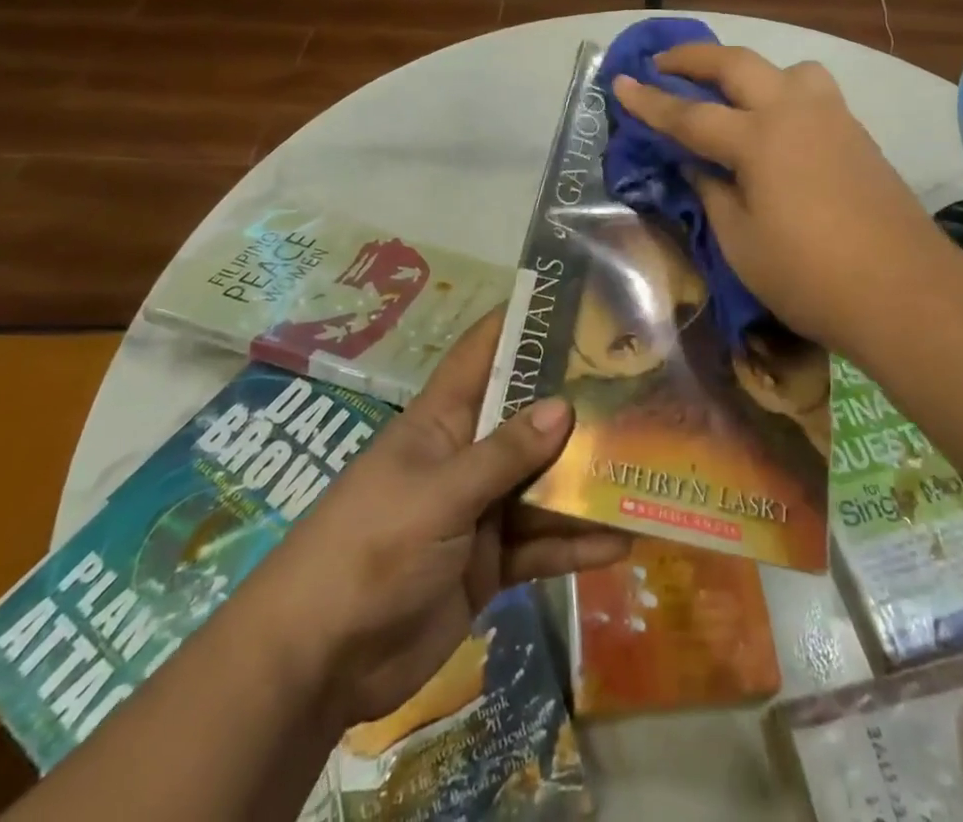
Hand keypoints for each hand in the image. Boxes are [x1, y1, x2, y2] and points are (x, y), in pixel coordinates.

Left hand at [257, 306, 629, 731]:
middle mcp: (466, 456)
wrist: (320, 660)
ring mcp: (479, 510)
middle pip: (526, 419)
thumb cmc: (371, 549)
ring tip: (643, 468)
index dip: (520, 324)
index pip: (483, 353)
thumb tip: (564, 406)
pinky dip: (575, 545)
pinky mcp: (489, 563)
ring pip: (541, 484)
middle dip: (574, 405)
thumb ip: (503, 454)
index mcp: (442, 420)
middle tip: (636, 386)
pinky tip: (622, 544)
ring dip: (584, 481)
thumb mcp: (439, 493)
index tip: (571, 301)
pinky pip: (541, 545)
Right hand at [611, 43, 947, 354]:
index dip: (649, 101)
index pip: (690, 115)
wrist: (905, 291)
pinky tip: (780, 129)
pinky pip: (815, 93)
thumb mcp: (741, 242)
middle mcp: (794, 112)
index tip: (620, 82)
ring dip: (753, 71)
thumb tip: (698, 166)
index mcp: (759, 139)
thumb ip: (713, 194)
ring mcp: (833, 118)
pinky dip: (785, 93)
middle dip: (694, 58)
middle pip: (738, 64)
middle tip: (663, 62)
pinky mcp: (858, 135)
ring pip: (789, 69)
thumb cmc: (810, 275)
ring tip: (737, 96)